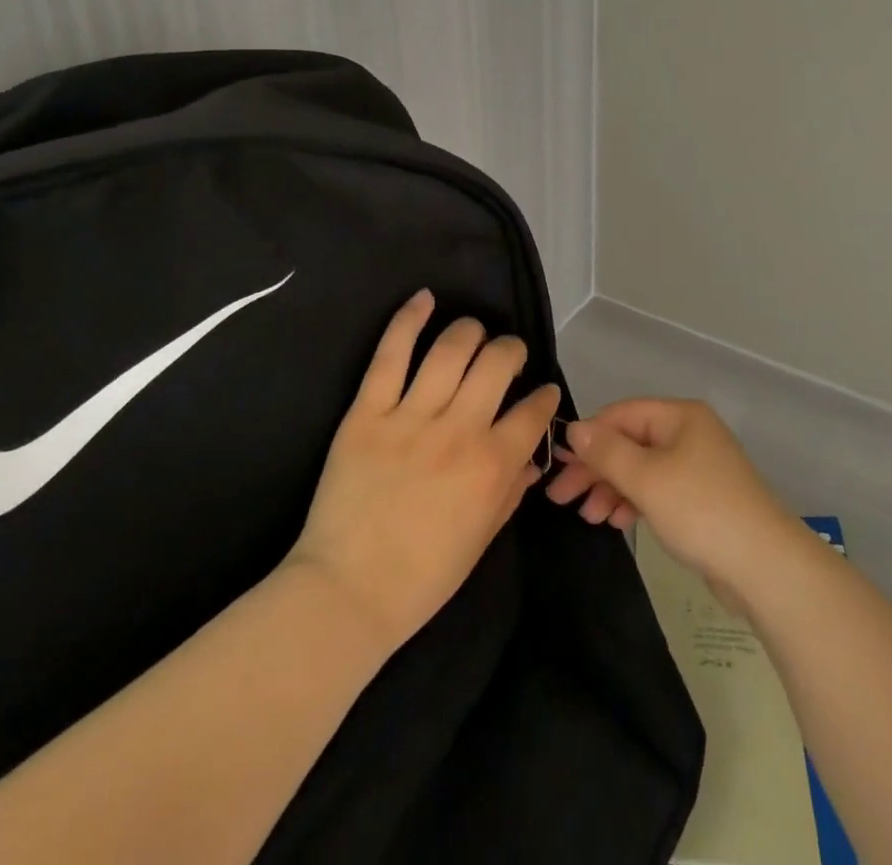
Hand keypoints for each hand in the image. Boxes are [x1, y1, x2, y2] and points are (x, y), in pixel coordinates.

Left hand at [286, 291, 559, 651]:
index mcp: (492, 465)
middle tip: (507, 356)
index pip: (534, 411)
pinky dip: (409, 320)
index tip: (543, 391)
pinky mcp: (367, 412)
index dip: (545, 396)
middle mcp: (459, 430)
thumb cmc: (421, 577)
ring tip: (474, 333)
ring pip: (451, 349)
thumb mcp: (481, 541)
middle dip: (511, 351)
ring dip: (471, 332)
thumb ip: (511, 492)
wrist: (346, 593)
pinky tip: (425, 298)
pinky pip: (390, 354)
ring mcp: (411, 417)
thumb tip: (532, 459)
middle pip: (497, 363)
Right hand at [546, 398, 805, 607]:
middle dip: (595, 468)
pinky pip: (657, 490)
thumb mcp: (646, 478)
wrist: (765, 566)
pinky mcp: (702, 498)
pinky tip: (617, 522)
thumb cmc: (701, 511)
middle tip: (560, 497)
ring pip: (641, 469)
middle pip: (629, 442)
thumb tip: (574, 428)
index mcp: (680, 416)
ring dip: (611, 488)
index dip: (587, 437)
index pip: (620, 414)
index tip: (556, 464)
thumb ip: (606, 452)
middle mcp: (689, 433)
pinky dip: (634, 502)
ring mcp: (697, 466)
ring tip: (588, 516)